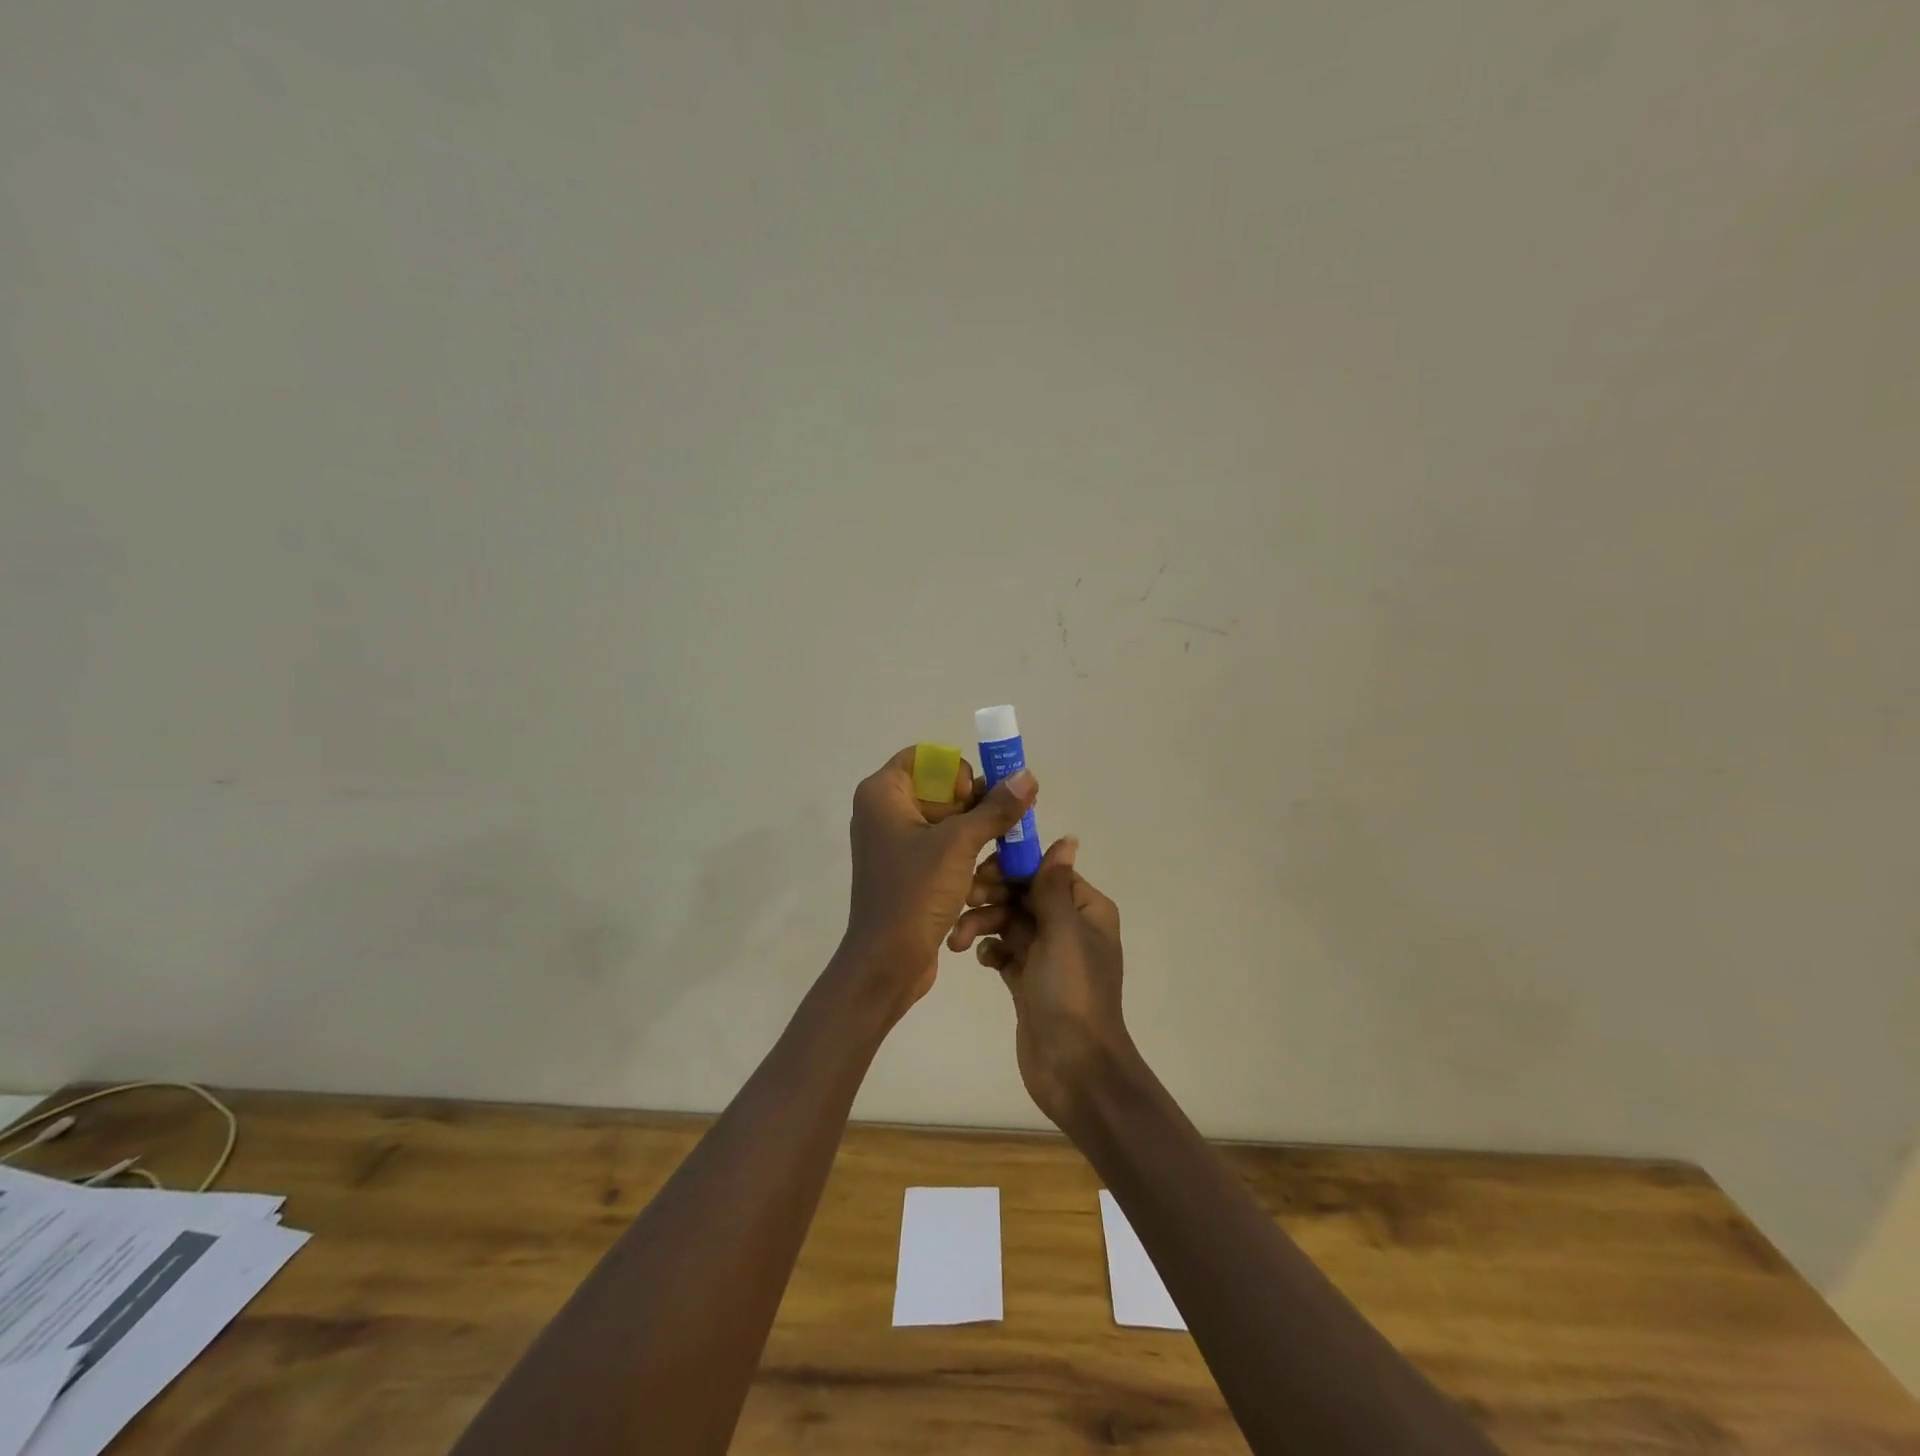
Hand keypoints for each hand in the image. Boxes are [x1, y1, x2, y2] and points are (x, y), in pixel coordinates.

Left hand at [841, 746, 1037, 1021]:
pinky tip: (990, 877)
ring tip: (1004, 856)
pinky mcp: (910, 871)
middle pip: (942, 790)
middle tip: (1006, 825)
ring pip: (948, 823)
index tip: (973, 798)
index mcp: (883, 794)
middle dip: (977, 808)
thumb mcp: (959, 845)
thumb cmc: (914, 893)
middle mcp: (885, 812)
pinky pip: (944, 850)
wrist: (886, 963)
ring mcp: (897, 843)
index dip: (956, 772)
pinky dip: (967, 858)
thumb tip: (1027, 776)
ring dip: (978, 837)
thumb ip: (995, 809)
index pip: (925, 758)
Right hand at [949, 838, 1136, 1129]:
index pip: (1046, 872)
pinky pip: (1004, 950)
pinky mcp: (1028, 980)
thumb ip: (1055, 885)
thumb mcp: (1063, 931)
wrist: (1074, 1068)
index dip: (1013, 868)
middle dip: (992, 896)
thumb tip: (1068, 839)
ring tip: (958, 940)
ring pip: (1008, 922)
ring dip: (983, 924)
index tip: (980, 871)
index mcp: (1086, 910)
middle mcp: (1068, 926)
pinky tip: (978, 958)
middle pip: (1023, 895)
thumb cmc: (1072, 992)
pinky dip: (989, 948)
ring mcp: (1047, 954)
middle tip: (963, 900)